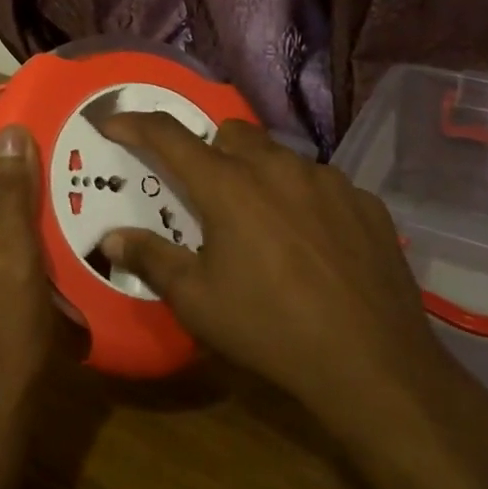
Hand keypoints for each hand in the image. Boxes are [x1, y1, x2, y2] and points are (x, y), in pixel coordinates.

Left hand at [0, 125, 54, 430]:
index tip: (46, 170)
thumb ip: (10, 194)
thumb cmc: (5, 335)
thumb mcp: (16, 257)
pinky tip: (29, 268)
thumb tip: (9, 132)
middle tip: (55, 204)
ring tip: (49, 234)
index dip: (6, 163)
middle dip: (9, 196)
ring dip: (6, 226)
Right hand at [98, 113, 456, 416]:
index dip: (135, 124)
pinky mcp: (364, 202)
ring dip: (259, 174)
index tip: (113, 123)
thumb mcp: (198, 302)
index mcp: (227, 185)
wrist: (375, 365)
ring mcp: (327, 180)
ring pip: (278, 155)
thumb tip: (112, 239)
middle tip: (207, 194)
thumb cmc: (271, 329)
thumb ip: (151, 260)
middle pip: (230, 133)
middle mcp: (276, 167)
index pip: (168, 135)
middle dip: (209, 151)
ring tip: (263, 222)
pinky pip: (322, 183)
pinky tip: (312, 242)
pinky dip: (304, 198)